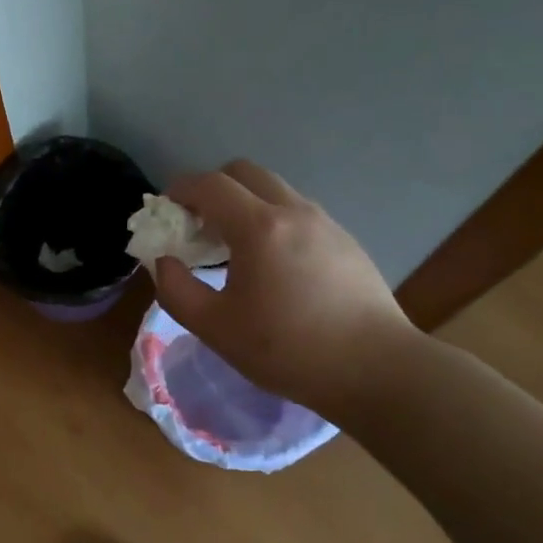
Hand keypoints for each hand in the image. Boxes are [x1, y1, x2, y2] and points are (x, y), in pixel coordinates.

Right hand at [153, 160, 417, 421]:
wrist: (377, 369)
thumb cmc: (289, 349)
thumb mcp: (216, 328)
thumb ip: (176, 290)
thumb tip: (165, 261)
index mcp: (258, 227)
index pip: (210, 184)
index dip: (180, 189)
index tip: (166, 210)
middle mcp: (293, 211)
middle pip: (243, 172)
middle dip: (213, 188)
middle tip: (199, 225)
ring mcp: (325, 222)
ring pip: (274, 190)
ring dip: (245, 203)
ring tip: (235, 247)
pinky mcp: (345, 240)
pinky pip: (298, 211)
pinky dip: (273, 219)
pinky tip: (274, 265)